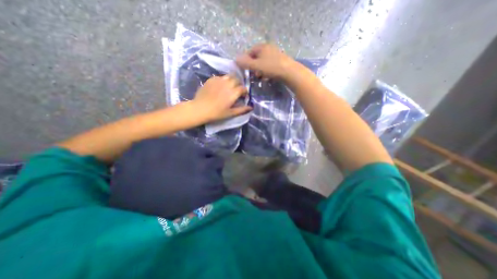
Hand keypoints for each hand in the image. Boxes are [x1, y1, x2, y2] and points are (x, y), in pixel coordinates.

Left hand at [191, 75, 252, 121]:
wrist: (200, 109)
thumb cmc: (217, 113)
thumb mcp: (231, 113)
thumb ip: (242, 109)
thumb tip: (251, 107)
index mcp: (233, 93)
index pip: (243, 88)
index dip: (244, 92)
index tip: (243, 96)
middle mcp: (227, 84)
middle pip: (237, 79)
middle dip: (238, 84)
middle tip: (236, 91)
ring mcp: (219, 80)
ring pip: (229, 76)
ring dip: (231, 80)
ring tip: (229, 87)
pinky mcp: (211, 79)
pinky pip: (220, 77)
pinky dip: (223, 80)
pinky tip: (220, 86)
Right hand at [236, 43, 299, 78]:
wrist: (290, 72)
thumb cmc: (271, 67)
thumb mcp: (256, 66)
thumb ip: (246, 63)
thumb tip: (235, 59)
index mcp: (262, 47)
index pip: (249, 52)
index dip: (245, 61)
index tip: (244, 70)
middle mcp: (269, 48)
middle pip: (256, 57)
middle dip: (253, 67)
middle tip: (252, 75)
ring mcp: (275, 54)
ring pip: (263, 62)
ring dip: (259, 70)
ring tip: (259, 78)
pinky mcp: (280, 61)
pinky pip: (269, 66)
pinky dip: (266, 71)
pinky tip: (266, 77)